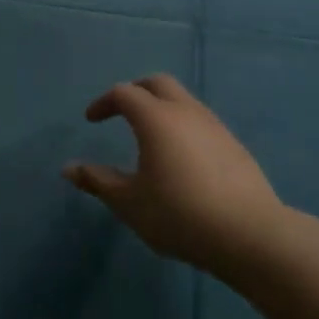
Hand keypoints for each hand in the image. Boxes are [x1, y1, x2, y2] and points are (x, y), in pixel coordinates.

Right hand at [64, 74, 289, 281]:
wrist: (250, 235)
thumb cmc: (179, 214)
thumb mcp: (129, 202)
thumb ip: (98, 181)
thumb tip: (69, 168)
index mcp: (156, 118)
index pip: (124, 93)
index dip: (104, 103)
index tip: (92, 121)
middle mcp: (186, 112)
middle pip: (158, 83)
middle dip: (135, 92)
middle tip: (120, 112)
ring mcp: (215, 126)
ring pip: (183, 100)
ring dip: (162, 107)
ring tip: (150, 137)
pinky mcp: (235, 145)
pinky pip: (201, 122)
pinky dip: (183, 126)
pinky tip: (181, 158)